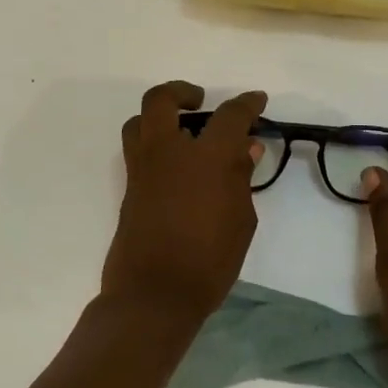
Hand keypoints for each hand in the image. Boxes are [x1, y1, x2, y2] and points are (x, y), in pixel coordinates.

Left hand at [101, 81, 266, 323]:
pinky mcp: (129, 188)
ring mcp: (142, 169)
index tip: (257, 101)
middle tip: (200, 102)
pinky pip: (138, 150)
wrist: (154, 295)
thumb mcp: (241, 219)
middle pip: (162, 100)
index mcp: (206, 157)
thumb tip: (246, 148)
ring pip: (139, 122)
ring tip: (182, 132)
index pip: (230, 116)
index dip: (247, 104)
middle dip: (182, 92)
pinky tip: (176, 167)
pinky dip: (155, 145)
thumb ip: (241, 178)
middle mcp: (168, 152)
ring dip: (159, 117)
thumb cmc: (209, 260)